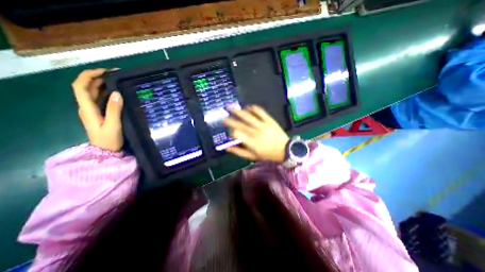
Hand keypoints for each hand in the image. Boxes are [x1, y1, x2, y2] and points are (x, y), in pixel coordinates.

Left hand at [72, 69, 124, 150]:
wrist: (105, 151)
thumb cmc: (109, 139)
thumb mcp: (113, 125)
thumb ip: (114, 110)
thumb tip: (117, 93)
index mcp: (87, 109)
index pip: (81, 87)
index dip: (89, 76)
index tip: (105, 71)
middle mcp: (87, 107)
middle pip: (86, 87)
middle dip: (97, 77)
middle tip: (115, 74)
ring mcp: (92, 110)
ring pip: (93, 92)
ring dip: (102, 83)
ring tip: (117, 80)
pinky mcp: (99, 113)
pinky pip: (99, 99)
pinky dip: (106, 92)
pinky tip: (116, 92)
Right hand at [222, 105, 287, 162]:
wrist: (284, 149)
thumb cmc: (267, 154)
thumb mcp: (252, 157)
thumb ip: (239, 152)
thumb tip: (227, 148)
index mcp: (252, 142)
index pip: (237, 134)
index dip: (231, 131)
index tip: (229, 132)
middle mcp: (256, 132)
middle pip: (240, 124)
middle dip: (229, 120)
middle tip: (223, 117)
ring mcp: (263, 125)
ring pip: (248, 116)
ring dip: (238, 111)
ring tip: (230, 107)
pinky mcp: (269, 120)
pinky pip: (260, 112)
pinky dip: (253, 108)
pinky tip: (247, 107)